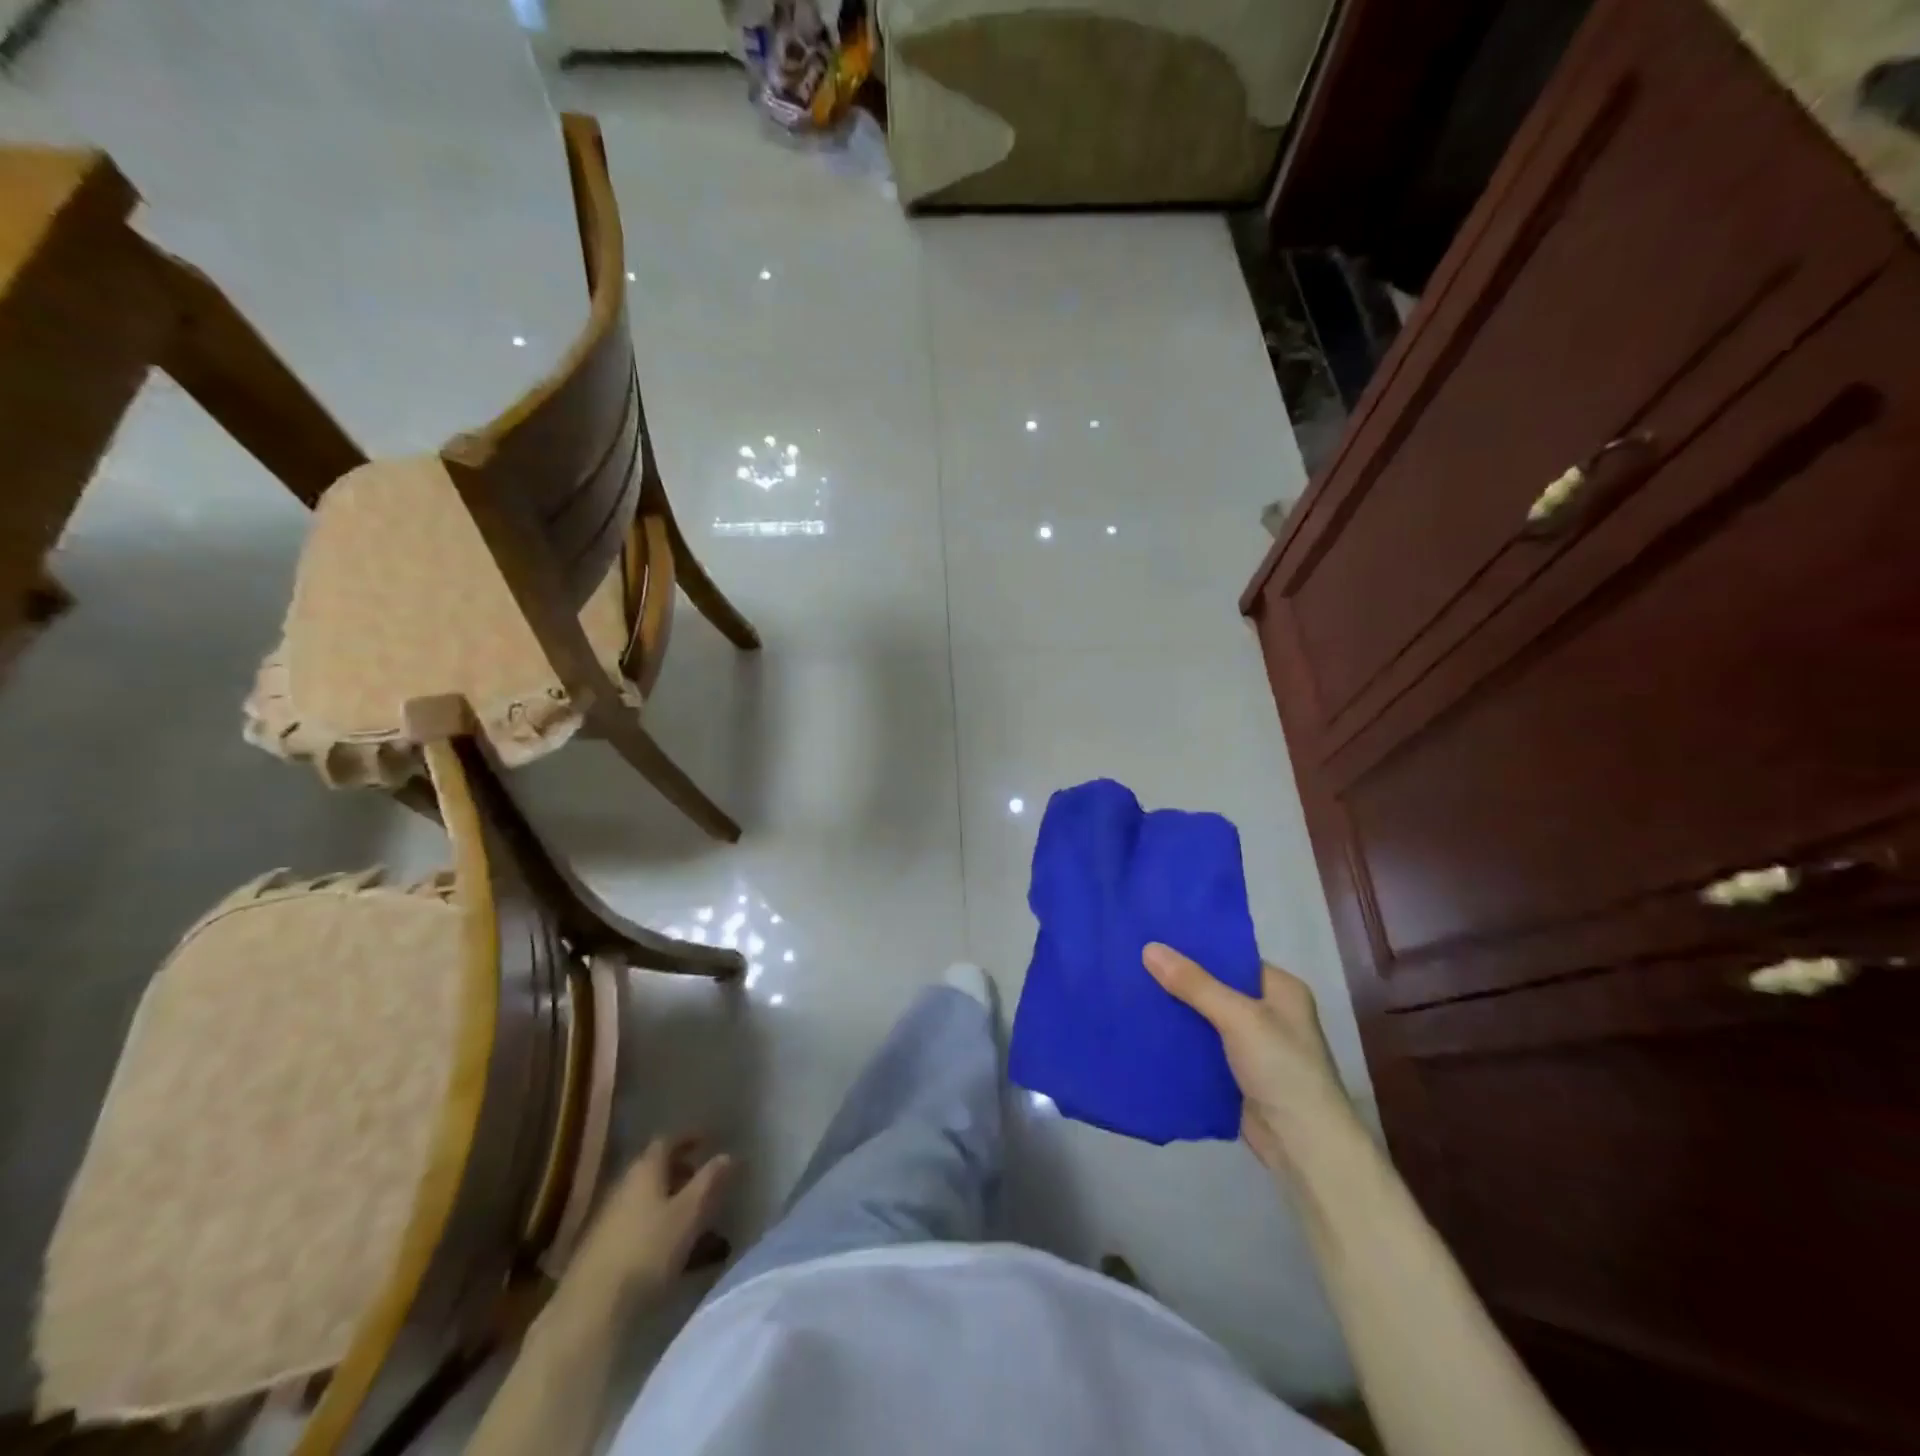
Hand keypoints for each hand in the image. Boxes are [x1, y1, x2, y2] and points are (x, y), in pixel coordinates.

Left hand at [571, 1137, 733, 1296]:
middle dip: (681, 1171)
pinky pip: (637, 1224)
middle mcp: (623, 1186)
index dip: (689, 1138)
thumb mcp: (689, 1213)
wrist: (590, 1312)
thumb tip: (727, 1154)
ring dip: (670, 1201)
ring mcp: (608, 1219)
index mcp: (644, 1170)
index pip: (667, 1140)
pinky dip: (657, 1226)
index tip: (708, 1140)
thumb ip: (710, 1181)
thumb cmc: (647, 1252)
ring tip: (694, 1218)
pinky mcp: (601, 1250)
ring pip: (646, 1198)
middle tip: (705, 1180)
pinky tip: (669, 1249)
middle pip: (655, 1169)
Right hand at [1142, 944, 1353, 1174]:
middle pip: (1214, 986)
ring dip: (1174, 1009)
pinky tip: (1143, 1027)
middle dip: (1178, 978)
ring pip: (1203, 1017)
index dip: (1195, 946)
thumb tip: (1149, 947)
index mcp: (1281, 989)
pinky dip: (1177, 1039)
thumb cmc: (1283, 1069)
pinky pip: (1199, 1046)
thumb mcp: (1239, 1018)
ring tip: (1129, 987)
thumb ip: (1194, 984)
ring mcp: (1251, 1045)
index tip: (1154, 935)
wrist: (1304, 1147)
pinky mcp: (1234, 1073)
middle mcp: (1268, 1012)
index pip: (1231, 956)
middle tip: (1132, 960)